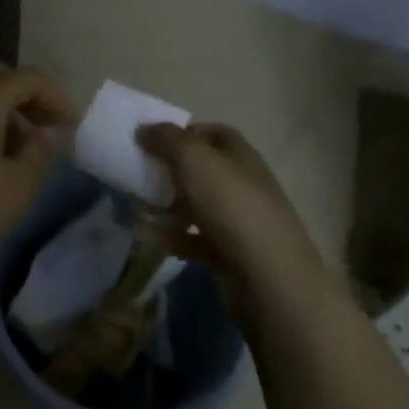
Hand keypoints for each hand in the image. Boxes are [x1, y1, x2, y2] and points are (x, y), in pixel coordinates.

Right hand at [137, 121, 336, 324]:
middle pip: (203, 169)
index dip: (185, 131)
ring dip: (167, 205)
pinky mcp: (230, 254)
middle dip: (171, 170)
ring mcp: (239, 222)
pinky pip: (194, 238)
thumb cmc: (231, 205)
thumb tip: (144, 129)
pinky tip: (148, 237)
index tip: (154, 140)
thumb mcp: (193, 159)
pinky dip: (171, 236)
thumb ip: (166, 139)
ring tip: (138, 207)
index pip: (214, 133)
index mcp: (241, 156)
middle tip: (141, 173)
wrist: (269, 279)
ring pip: (197, 205)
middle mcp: (243, 185)